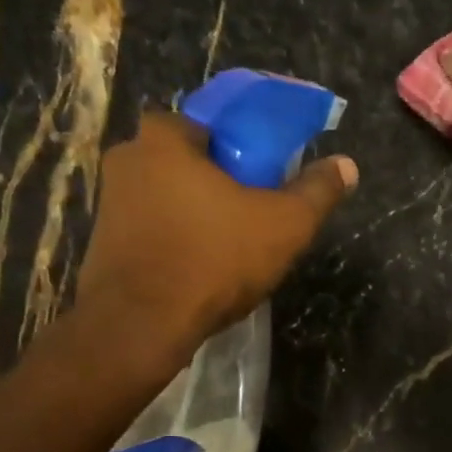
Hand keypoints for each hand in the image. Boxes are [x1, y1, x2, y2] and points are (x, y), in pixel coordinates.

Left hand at [76, 112, 356, 350]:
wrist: (141, 326)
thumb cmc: (214, 260)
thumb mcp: (285, 225)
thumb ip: (317, 191)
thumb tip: (347, 165)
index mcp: (164, 138)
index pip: (209, 124)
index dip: (241, 148)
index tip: (263, 177)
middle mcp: (127, 160)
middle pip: (188, 162)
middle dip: (218, 182)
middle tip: (252, 213)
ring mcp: (109, 204)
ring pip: (168, 198)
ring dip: (196, 215)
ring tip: (231, 247)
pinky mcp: (104, 244)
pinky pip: (152, 231)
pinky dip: (176, 242)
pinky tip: (200, 270)